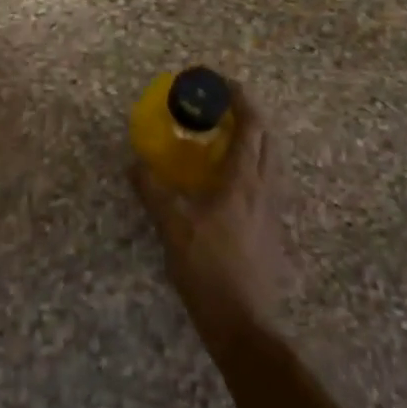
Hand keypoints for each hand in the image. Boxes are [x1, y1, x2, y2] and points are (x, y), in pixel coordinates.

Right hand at [131, 92, 285, 339]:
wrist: (244, 325)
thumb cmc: (209, 270)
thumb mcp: (172, 228)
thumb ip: (153, 191)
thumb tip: (134, 162)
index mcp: (243, 180)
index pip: (250, 125)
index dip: (238, 98)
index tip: (218, 81)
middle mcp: (264, 187)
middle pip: (266, 136)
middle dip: (247, 112)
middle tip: (220, 104)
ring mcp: (272, 209)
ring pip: (271, 158)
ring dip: (253, 136)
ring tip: (225, 134)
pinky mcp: (272, 228)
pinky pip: (267, 179)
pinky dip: (252, 162)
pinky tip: (231, 177)